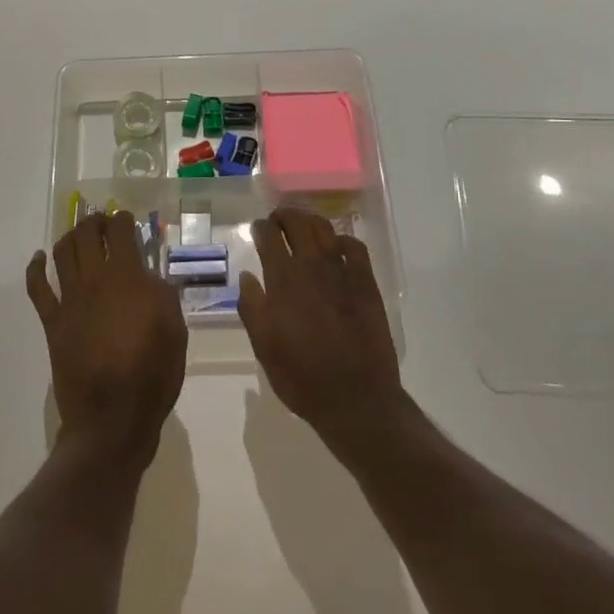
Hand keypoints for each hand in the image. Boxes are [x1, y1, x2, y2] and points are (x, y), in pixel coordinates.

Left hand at [28, 212, 185, 464]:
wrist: (113, 416)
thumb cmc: (153, 373)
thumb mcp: (175, 330)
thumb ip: (163, 295)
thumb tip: (149, 277)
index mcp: (129, 278)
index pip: (120, 232)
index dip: (122, 219)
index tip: (126, 219)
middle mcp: (95, 280)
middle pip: (87, 235)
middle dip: (94, 222)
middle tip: (101, 222)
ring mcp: (70, 300)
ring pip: (62, 253)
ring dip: (69, 237)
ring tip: (77, 235)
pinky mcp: (52, 321)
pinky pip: (37, 287)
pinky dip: (36, 268)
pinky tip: (39, 258)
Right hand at [238, 208, 404, 454]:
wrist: (355, 397)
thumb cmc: (301, 376)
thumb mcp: (263, 347)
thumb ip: (252, 307)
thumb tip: (247, 276)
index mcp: (283, 280)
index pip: (269, 237)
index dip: (261, 228)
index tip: (258, 227)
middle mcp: (312, 267)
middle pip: (298, 224)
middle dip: (285, 216)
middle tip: (278, 218)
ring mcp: (343, 272)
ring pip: (325, 229)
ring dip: (311, 221)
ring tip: (303, 224)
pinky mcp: (366, 282)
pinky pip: (355, 247)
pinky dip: (342, 239)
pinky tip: (336, 246)